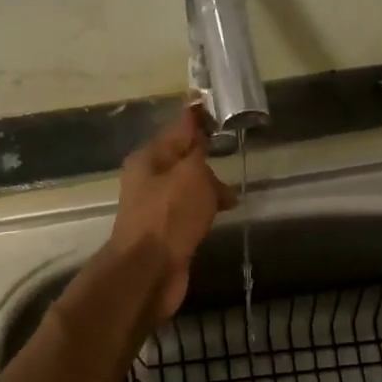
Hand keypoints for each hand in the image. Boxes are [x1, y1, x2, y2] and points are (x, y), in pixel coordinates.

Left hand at [110, 107, 237, 323]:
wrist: (148, 272)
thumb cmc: (170, 216)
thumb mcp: (191, 174)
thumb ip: (197, 149)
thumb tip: (196, 123)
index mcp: (148, 159)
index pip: (177, 130)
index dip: (197, 120)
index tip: (216, 109)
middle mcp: (147, 180)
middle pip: (182, 160)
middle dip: (206, 159)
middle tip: (233, 156)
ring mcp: (155, 208)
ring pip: (187, 188)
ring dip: (209, 188)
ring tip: (233, 196)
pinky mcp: (165, 232)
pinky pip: (188, 211)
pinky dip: (205, 209)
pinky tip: (221, 214)